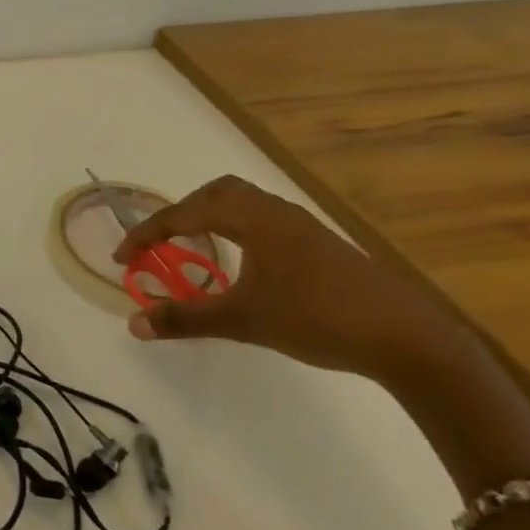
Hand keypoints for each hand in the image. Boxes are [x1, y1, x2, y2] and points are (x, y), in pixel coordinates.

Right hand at [114, 174, 477, 392]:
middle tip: (162, 242)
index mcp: (252, 218)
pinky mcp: (321, 245)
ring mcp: (302, 226)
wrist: (406, 337)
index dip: (148, 234)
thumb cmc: (318, 318)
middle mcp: (275, 211)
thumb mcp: (244, 321)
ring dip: (212, 218)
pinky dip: (238, 230)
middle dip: (182, 212)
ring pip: (245, 204)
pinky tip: (244, 264)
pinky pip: (264, 220)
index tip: (123, 258)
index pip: (185, 215)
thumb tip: (133, 324)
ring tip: (196, 248)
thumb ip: (186, 319)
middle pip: (217, 192)